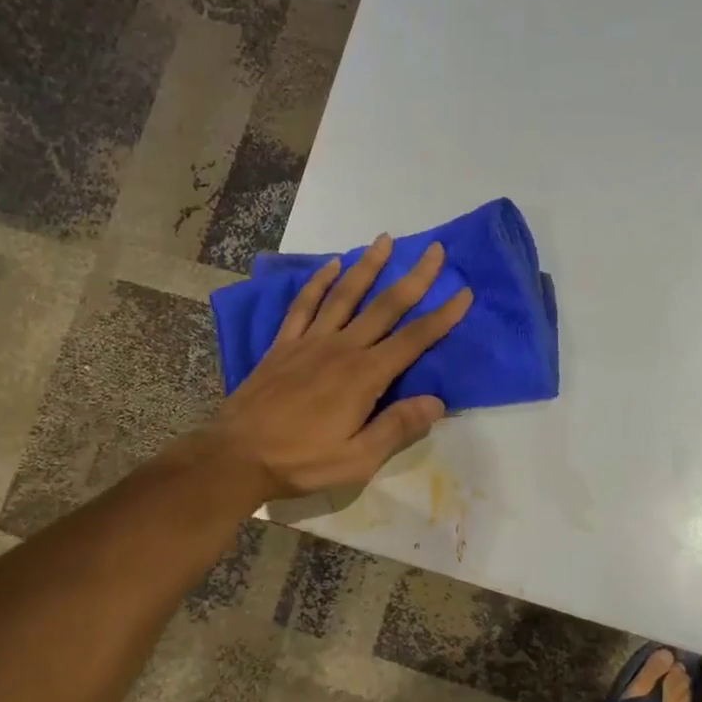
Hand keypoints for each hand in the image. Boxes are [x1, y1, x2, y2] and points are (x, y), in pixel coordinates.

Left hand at [202, 235, 472, 500]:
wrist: (236, 455)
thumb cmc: (302, 461)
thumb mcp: (357, 459)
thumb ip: (397, 427)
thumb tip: (437, 402)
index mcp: (365, 376)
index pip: (413, 340)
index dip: (442, 316)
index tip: (464, 292)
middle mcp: (341, 348)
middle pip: (385, 306)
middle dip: (414, 277)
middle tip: (435, 249)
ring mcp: (310, 342)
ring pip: (345, 295)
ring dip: (367, 266)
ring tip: (384, 240)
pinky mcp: (284, 345)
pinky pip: (304, 305)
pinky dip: (318, 283)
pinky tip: (331, 265)